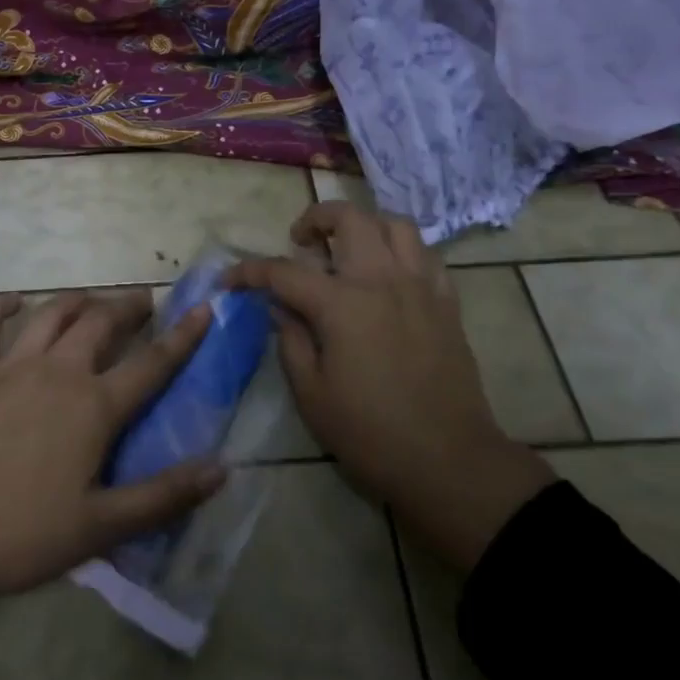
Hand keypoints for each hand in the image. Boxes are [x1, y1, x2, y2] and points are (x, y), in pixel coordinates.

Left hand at [0, 289, 225, 603]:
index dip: (183, 336)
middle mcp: (58, 372)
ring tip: (92, 298)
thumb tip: (222, 468)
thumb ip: (163, 496)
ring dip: (77, 300)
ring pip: (52, 315)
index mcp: (94, 407)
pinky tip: (11, 300)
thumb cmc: (20, 534)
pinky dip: (0, 307)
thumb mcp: (101, 527)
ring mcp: (11, 367)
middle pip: (101, 324)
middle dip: (128, 307)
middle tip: (143, 302)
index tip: (204, 308)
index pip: (152, 364)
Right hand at [227, 201, 553, 573]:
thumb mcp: (312, 395)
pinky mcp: (447, 303)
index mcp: (342, 304)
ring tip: (348, 250)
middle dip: (316, 219)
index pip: (284, 271)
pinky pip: (426, 255)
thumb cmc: (370, 434)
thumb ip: (291, 341)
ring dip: (365, 226)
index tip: (230, 279)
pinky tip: (389, 275)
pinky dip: (402, 252)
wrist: (449, 462)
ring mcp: (420, 287)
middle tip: (302, 243)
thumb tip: (280, 308)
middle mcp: (382, 280)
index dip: (250, 272)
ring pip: (395, 224)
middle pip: (349, 218)